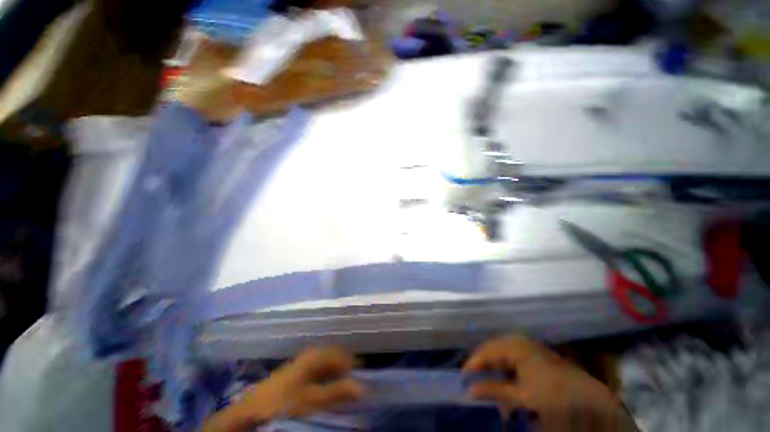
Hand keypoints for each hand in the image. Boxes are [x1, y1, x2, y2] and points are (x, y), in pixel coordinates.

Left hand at [202, 347, 363, 431]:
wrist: (253, 408)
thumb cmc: (285, 401)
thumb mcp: (314, 399)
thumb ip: (339, 392)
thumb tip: (363, 387)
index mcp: (316, 354)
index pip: (342, 354)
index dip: (354, 363)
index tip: (364, 374)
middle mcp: (312, 354)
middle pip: (335, 357)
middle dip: (346, 367)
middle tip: (356, 381)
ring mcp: (303, 362)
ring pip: (327, 364)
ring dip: (337, 373)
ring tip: (345, 385)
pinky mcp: (297, 371)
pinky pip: (319, 370)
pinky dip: (327, 377)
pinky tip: (328, 387)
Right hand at [464, 335, 634, 431]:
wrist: (587, 395)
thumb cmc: (552, 393)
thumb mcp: (522, 395)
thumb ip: (495, 390)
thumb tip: (470, 389)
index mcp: (513, 346)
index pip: (485, 351)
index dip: (473, 364)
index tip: (463, 377)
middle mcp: (517, 341)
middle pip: (492, 350)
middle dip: (483, 366)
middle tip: (473, 381)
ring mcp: (526, 345)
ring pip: (501, 354)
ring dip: (494, 370)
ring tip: (489, 386)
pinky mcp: (532, 353)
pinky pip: (511, 358)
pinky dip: (505, 371)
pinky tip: (505, 384)